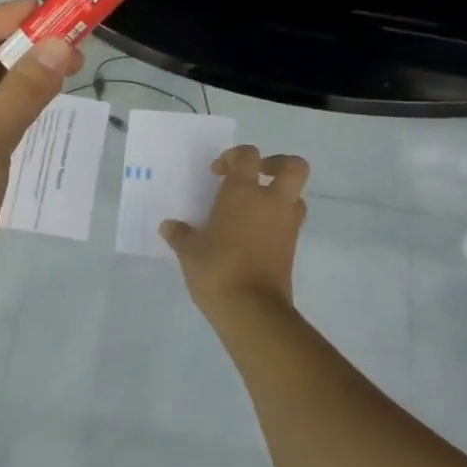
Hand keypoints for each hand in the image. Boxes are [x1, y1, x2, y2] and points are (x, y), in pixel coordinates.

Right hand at [161, 144, 309, 322]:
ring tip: (254, 208)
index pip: (248, 156)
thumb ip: (180, 235)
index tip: (218, 173)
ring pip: (296, 195)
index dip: (234, 157)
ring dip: (279, 195)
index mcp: (244, 193)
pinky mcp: (293, 247)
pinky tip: (254, 235)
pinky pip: (290, 222)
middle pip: (293, 166)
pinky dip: (277, 221)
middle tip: (256, 175)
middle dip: (278, 164)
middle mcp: (271, 202)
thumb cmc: (217, 270)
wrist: (252, 309)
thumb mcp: (190, 252)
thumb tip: (169, 227)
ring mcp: (287, 225)